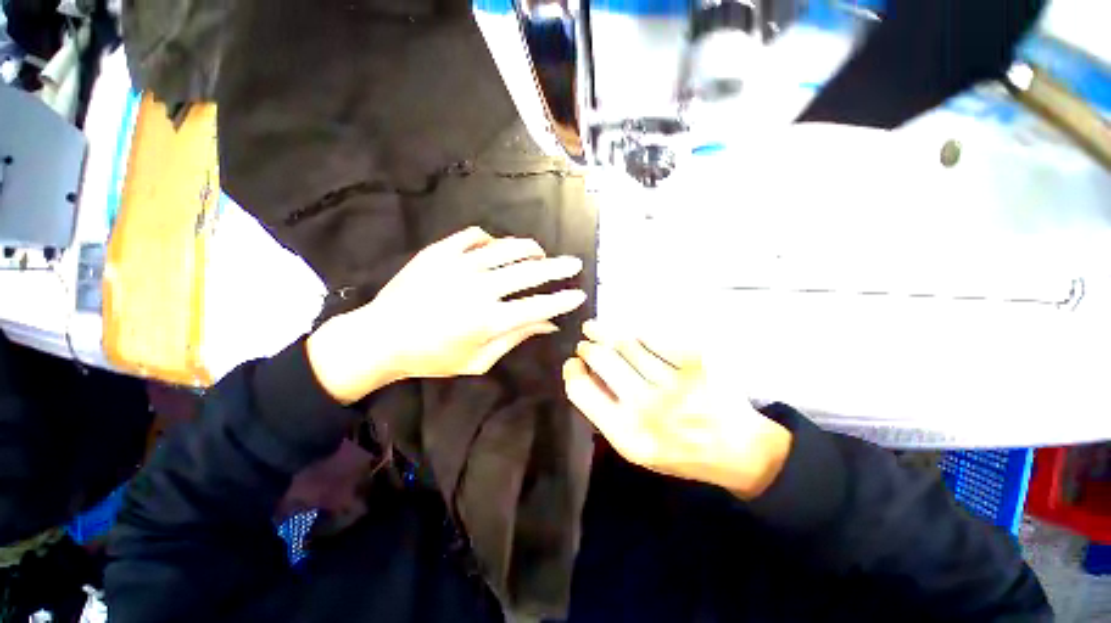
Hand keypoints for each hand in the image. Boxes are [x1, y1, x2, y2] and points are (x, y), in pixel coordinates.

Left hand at [307, 227, 586, 403]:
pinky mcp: (440, 251)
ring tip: (540, 253)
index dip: (563, 300)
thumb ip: (516, 338)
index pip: (539, 306)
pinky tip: (496, 249)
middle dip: (558, 267)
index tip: (579, 294)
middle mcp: (479, 288)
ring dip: (530, 249)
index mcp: (488, 320)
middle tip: (574, 263)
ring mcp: (459, 265)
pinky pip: (476, 237)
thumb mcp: (478, 360)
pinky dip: (493, 241)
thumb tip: (548, 325)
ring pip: (507, 248)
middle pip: (530, 272)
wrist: (381, 337)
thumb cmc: (433, 357)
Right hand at [562, 320, 791, 499]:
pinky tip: (632, 334)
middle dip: (588, 346)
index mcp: (627, 435)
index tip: (573, 363)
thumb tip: (583, 372)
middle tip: (586, 343)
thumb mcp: (634, 448)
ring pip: (626, 343)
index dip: (572, 371)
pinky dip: (638, 333)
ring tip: (596, 329)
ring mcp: (674, 383)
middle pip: (601, 358)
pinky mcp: (696, 363)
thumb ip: (605, 414)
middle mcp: (647, 407)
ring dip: (606, 332)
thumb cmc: (679, 451)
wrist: (738, 450)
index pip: (581, 390)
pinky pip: (655, 337)